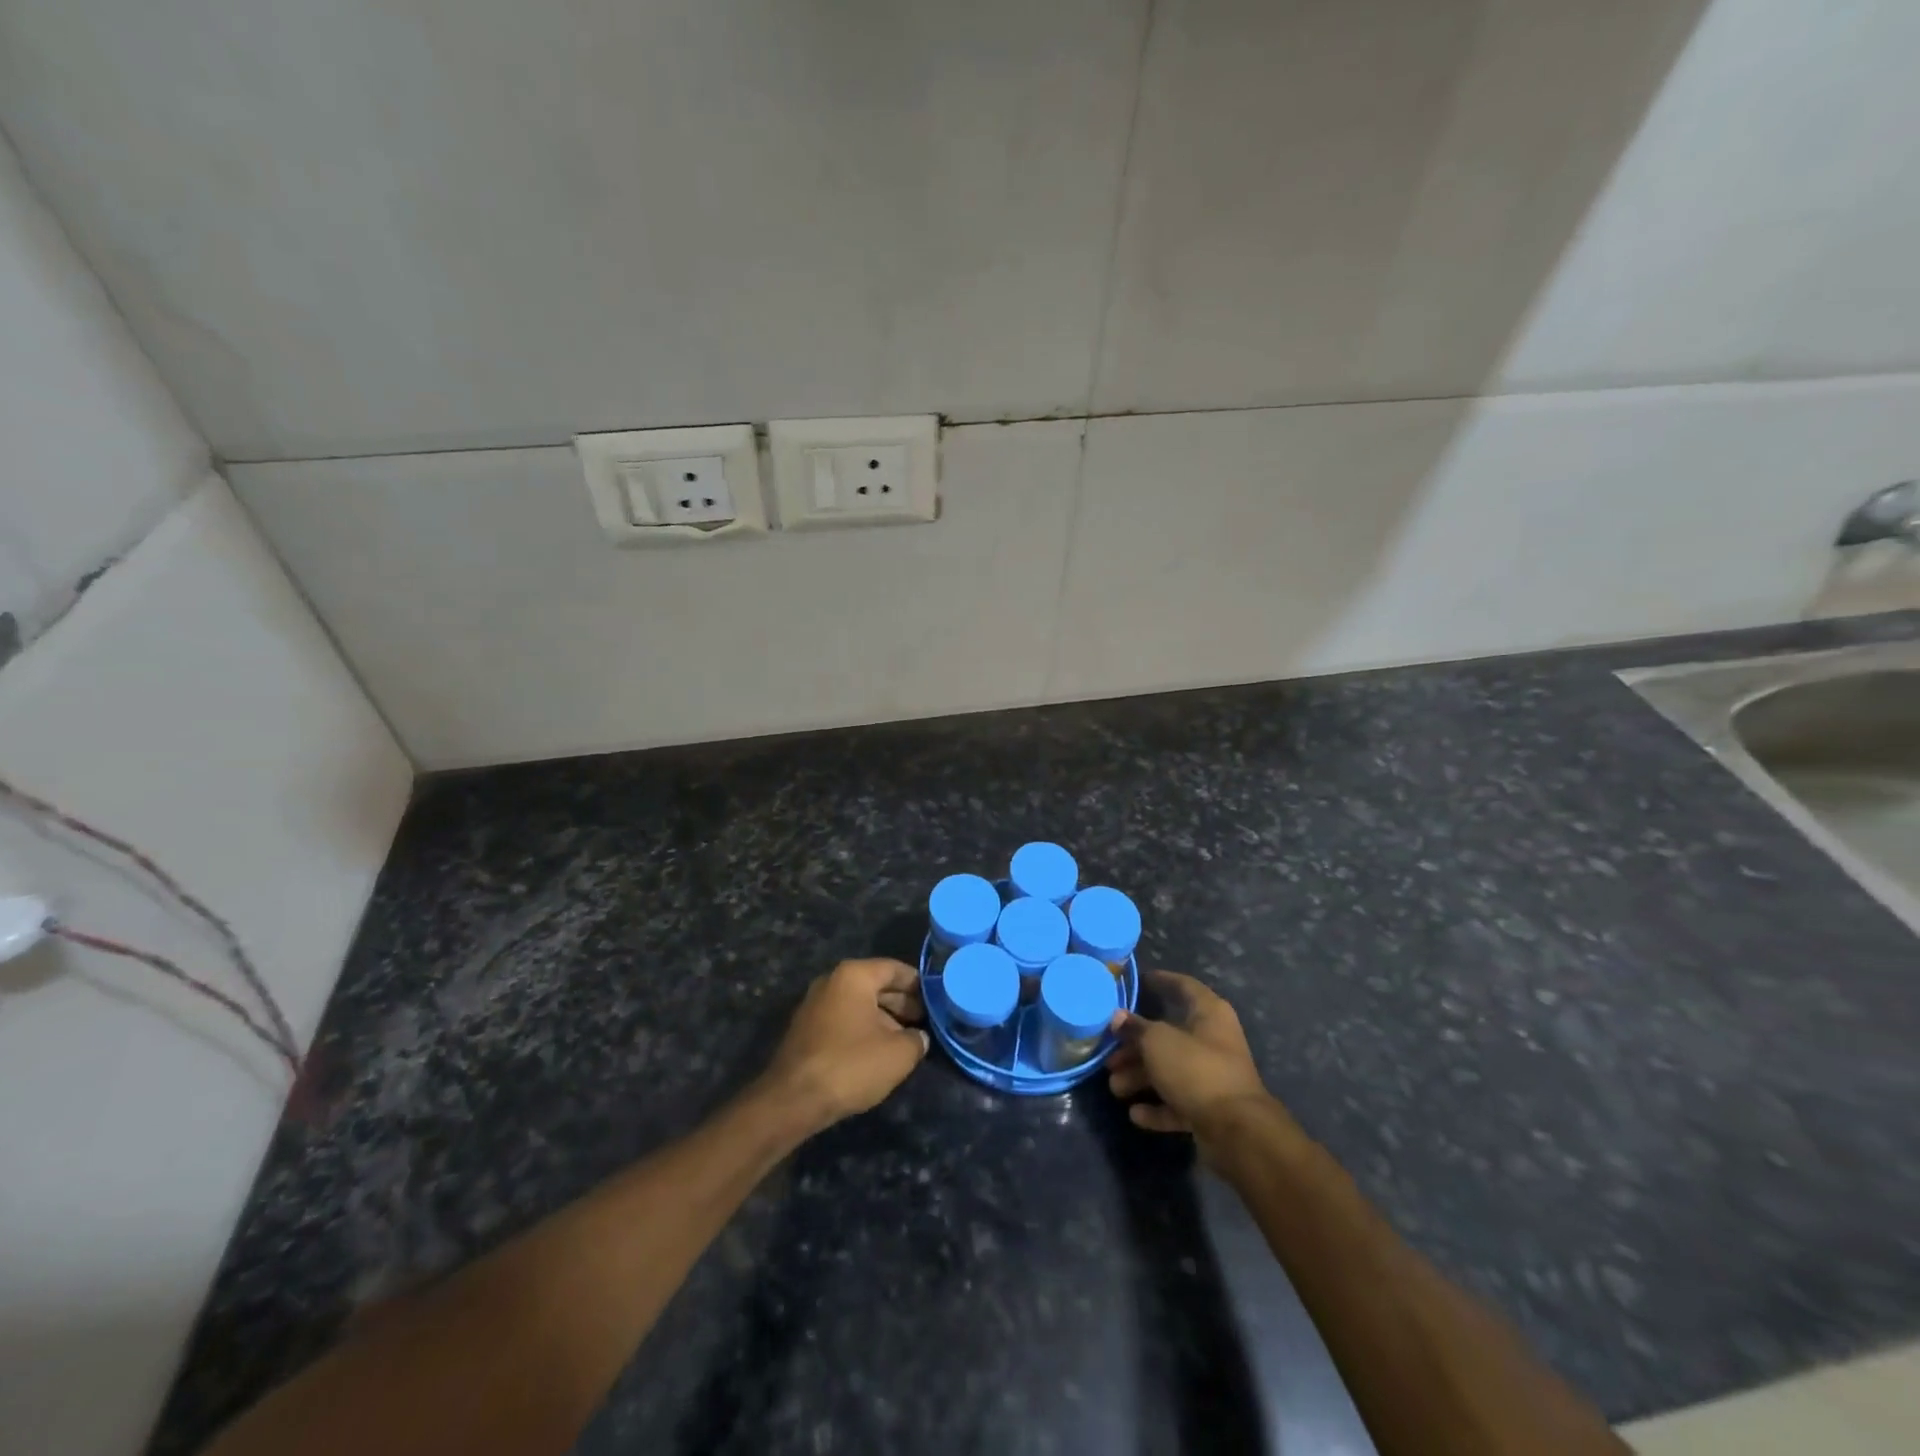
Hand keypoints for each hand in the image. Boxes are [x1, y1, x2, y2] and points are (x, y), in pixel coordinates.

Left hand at [760, 958, 927, 1132]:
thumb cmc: (851, 1065)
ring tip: (906, 1040)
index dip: (918, 983)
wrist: (793, 1099)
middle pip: (876, 985)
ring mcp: (815, 1004)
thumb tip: (918, 1037)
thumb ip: (916, 1039)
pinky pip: (843, 1019)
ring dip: (884, 1018)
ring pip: (859, 1004)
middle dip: (902, 1003)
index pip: (895, 968)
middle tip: (925, 1021)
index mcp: (854, 975)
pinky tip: (878, 1051)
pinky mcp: (806, 1029)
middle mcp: (832, 981)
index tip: (936, 998)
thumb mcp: (898, 1054)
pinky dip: (863, 1029)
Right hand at [1105, 971, 1284, 1149]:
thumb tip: (1117, 1017)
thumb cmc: (1196, 1069)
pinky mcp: (1211, 1109)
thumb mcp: (1158, 1042)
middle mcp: (1213, 1040)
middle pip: (1168, 1036)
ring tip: (1115, 1088)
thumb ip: (1135, 1028)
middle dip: (1136, 1047)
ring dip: (1141, 1078)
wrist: (1237, 1131)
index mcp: (1209, 1013)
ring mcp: (1213, 1076)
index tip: (1138, 981)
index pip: (1183, 986)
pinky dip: (1157, 1107)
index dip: (1161, 980)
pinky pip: (1178, 1102)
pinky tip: (1135, 1113)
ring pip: (1170, 1070)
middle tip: (1110, 1056)